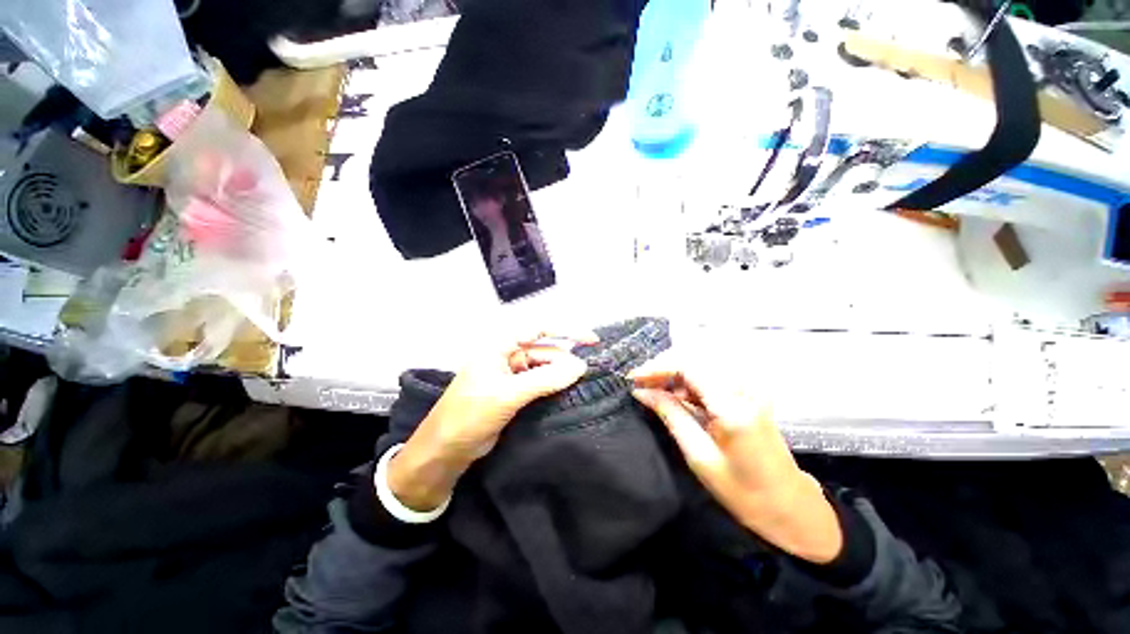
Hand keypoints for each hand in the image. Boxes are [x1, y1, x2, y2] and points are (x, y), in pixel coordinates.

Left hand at [388, 331, 594, 510]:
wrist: (445, 451)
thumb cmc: (470, 414)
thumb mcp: (508, 395)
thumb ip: (545, 379)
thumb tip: (580, 367)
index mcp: (499, 346)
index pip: (538, 329)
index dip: (566, 331)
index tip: (592, 340)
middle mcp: (506, 356)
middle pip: (544, 351)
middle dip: (565, 360)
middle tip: (585, 375)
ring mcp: (510, 375)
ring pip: (543, 368)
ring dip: (560, 374)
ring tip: (580, 384)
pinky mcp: (514, 393)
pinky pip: (539, 384)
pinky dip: (553, 386)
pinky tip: (567, 392)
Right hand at [631, 367, 842, 563]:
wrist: (790, 505)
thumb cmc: (743, 491)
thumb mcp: (698, 455)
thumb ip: (670, 415)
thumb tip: (641, 392)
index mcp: (732, 407)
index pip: (688, 366)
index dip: (657, 367)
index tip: (633, 378)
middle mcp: (743, 389)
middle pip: (694, 358)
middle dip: (663, 367)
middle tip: (640, 383)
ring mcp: (749, 388)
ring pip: (701, 364)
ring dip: (674, 373)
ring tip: (654, 390)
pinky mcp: (749, 392)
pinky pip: (711, 375)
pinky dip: (689, 380)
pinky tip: (678, 396)